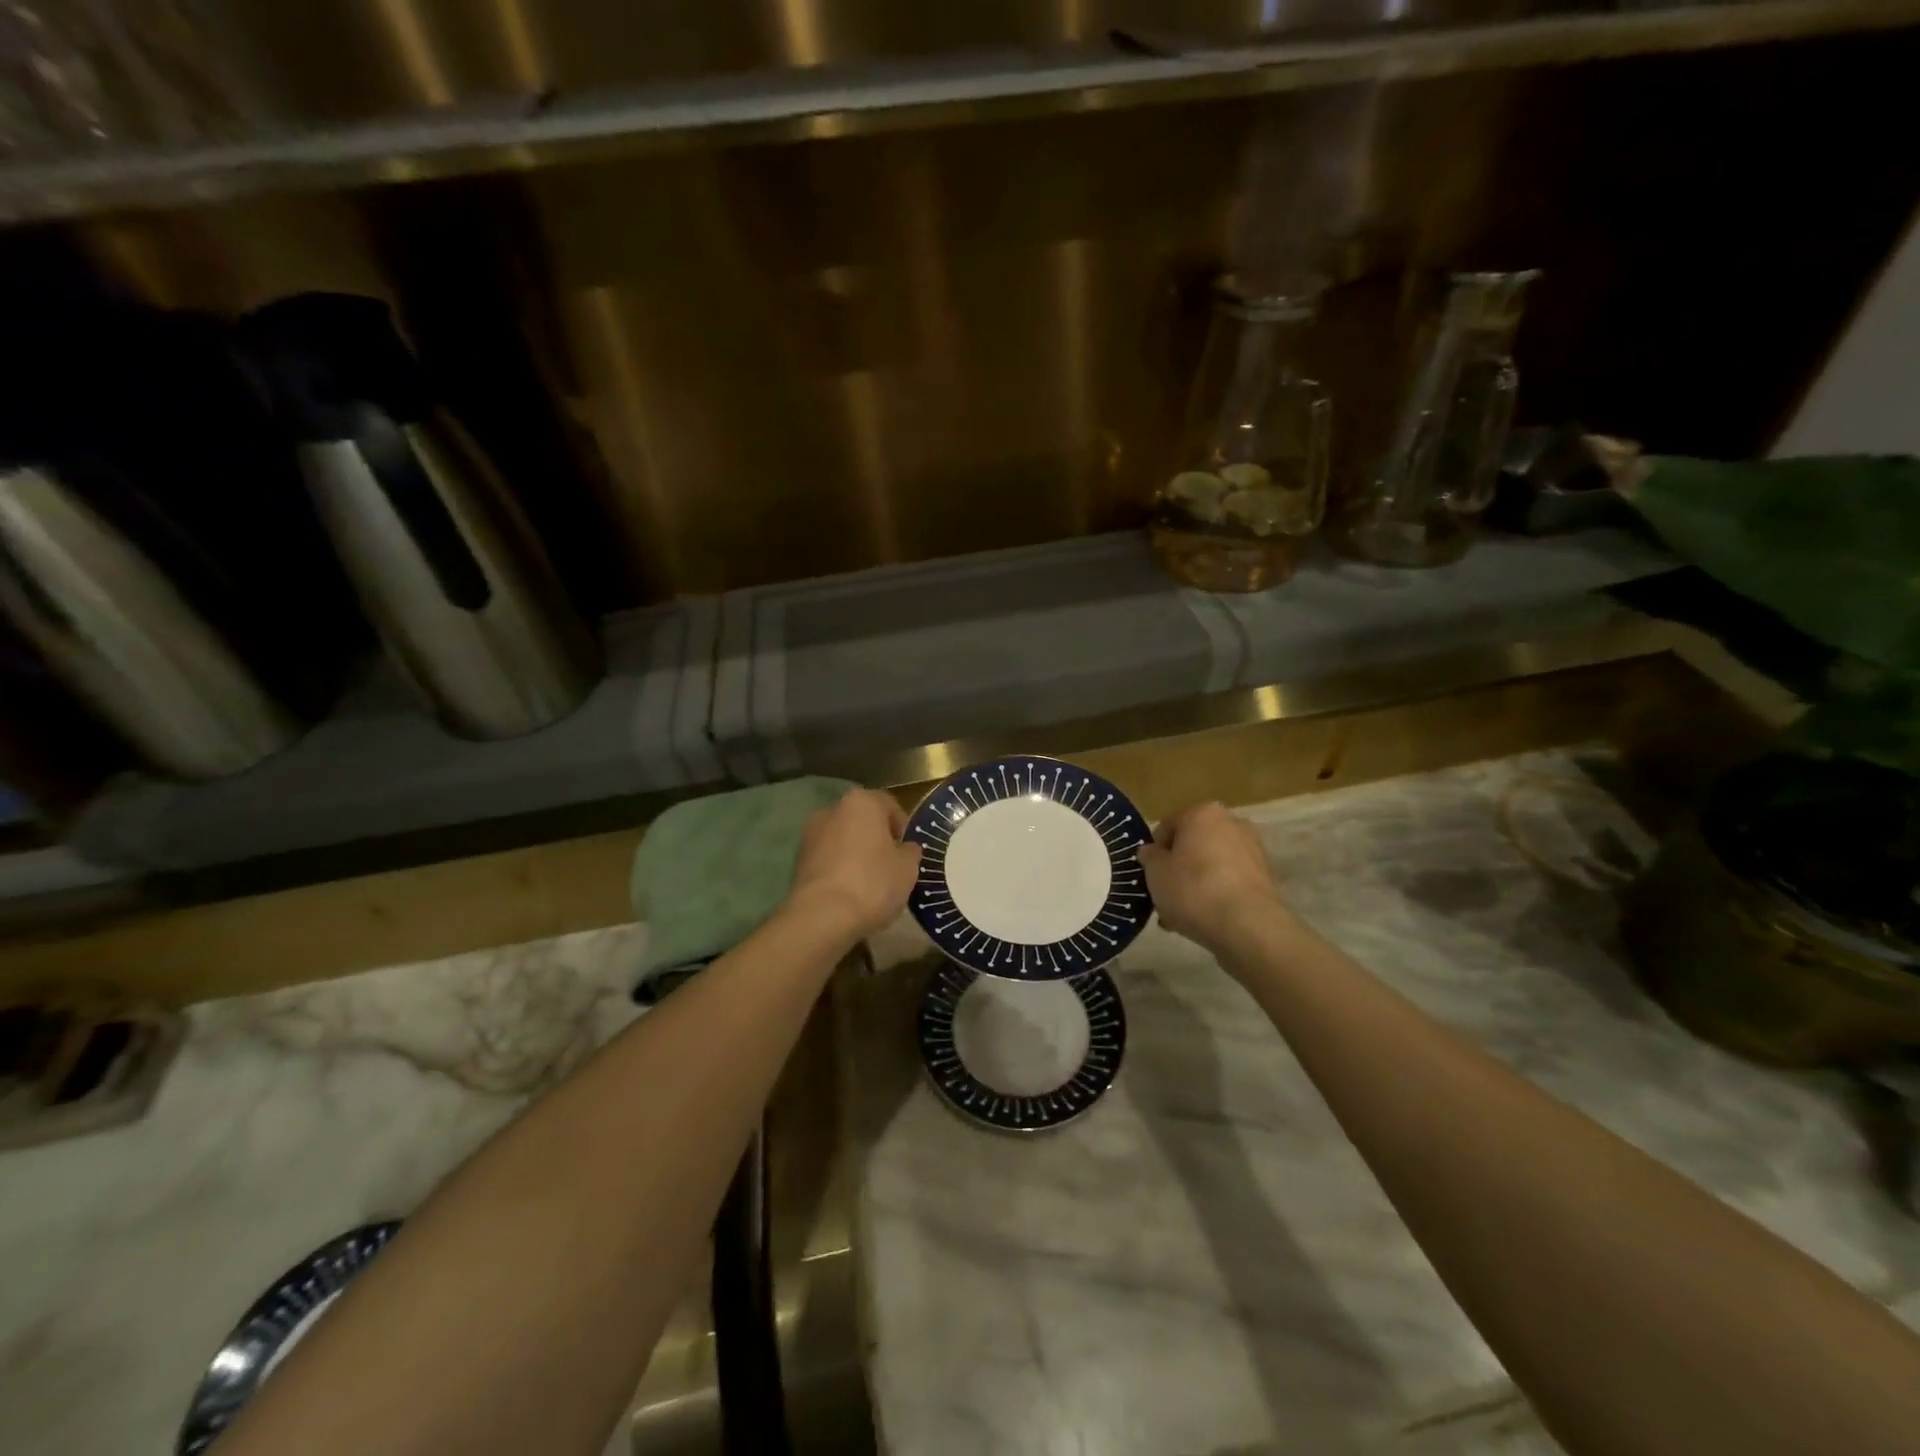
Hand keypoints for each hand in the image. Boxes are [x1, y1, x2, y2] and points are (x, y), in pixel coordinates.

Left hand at [786, 788, 920, 943]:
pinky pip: (827, 859)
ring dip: (855, 854)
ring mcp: (810, 835)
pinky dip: (838, 869)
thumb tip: (906, 848)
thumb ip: (910, 851)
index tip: (909, 851)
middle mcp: (832, 810)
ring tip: (869, 883)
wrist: (822, 916)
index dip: (902, 827)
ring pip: (842, 839)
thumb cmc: (873, 883)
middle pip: (862, 821)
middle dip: (876, 839)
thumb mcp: (907, 868)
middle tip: (891, 866)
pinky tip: (849, 893)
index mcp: (862, 802)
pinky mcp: (797, 861)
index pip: (889, 805)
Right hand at [1137, 802, 1288, 955]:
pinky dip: (1218, 895)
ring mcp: (1253, 850)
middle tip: (1165, 896)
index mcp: (1202, 813)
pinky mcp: (1266, 878)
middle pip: (1193, 845)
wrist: (1248, 926)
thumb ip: (1150, 858)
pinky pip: (1230, 882)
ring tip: (1183, 914)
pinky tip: (1206, 919)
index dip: (1154, 854)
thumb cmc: (1193, 890)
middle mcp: (1231, 823)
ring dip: (1197, 884)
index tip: (1150, 877)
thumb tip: (1152, 852)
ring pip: (1212, 865)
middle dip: (1178, 869)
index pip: (1167, 827)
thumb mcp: (1155, 873)